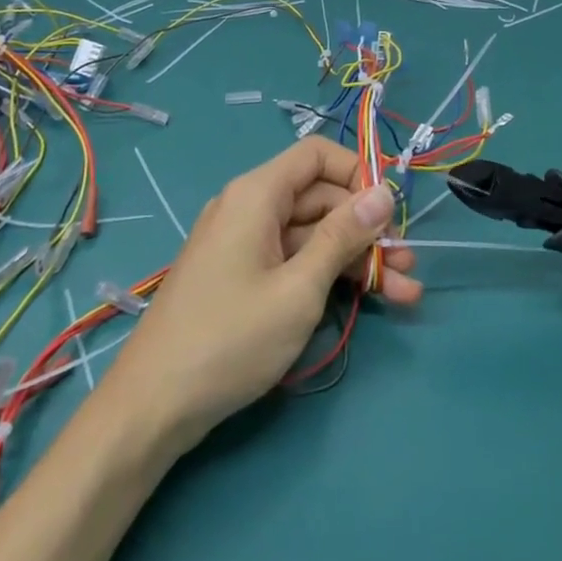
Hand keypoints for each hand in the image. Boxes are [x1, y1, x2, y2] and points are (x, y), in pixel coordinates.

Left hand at [101, 136, 418, 452]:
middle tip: (408, 266)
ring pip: (312, 235)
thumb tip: (383, 192)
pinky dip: (328, 276)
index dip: (357, 173)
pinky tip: (368, 300)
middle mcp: (249, 208)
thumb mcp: (298, 288)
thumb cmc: (230, 338)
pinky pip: (294, 261)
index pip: (316, 155)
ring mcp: (245, 244)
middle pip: (320, 198)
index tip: (389, 212)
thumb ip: (343, 237)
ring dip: (356, 259)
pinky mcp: (244, 277)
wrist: (153, 405)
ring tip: (405, 292)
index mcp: (256, 194)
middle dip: (367, 228)